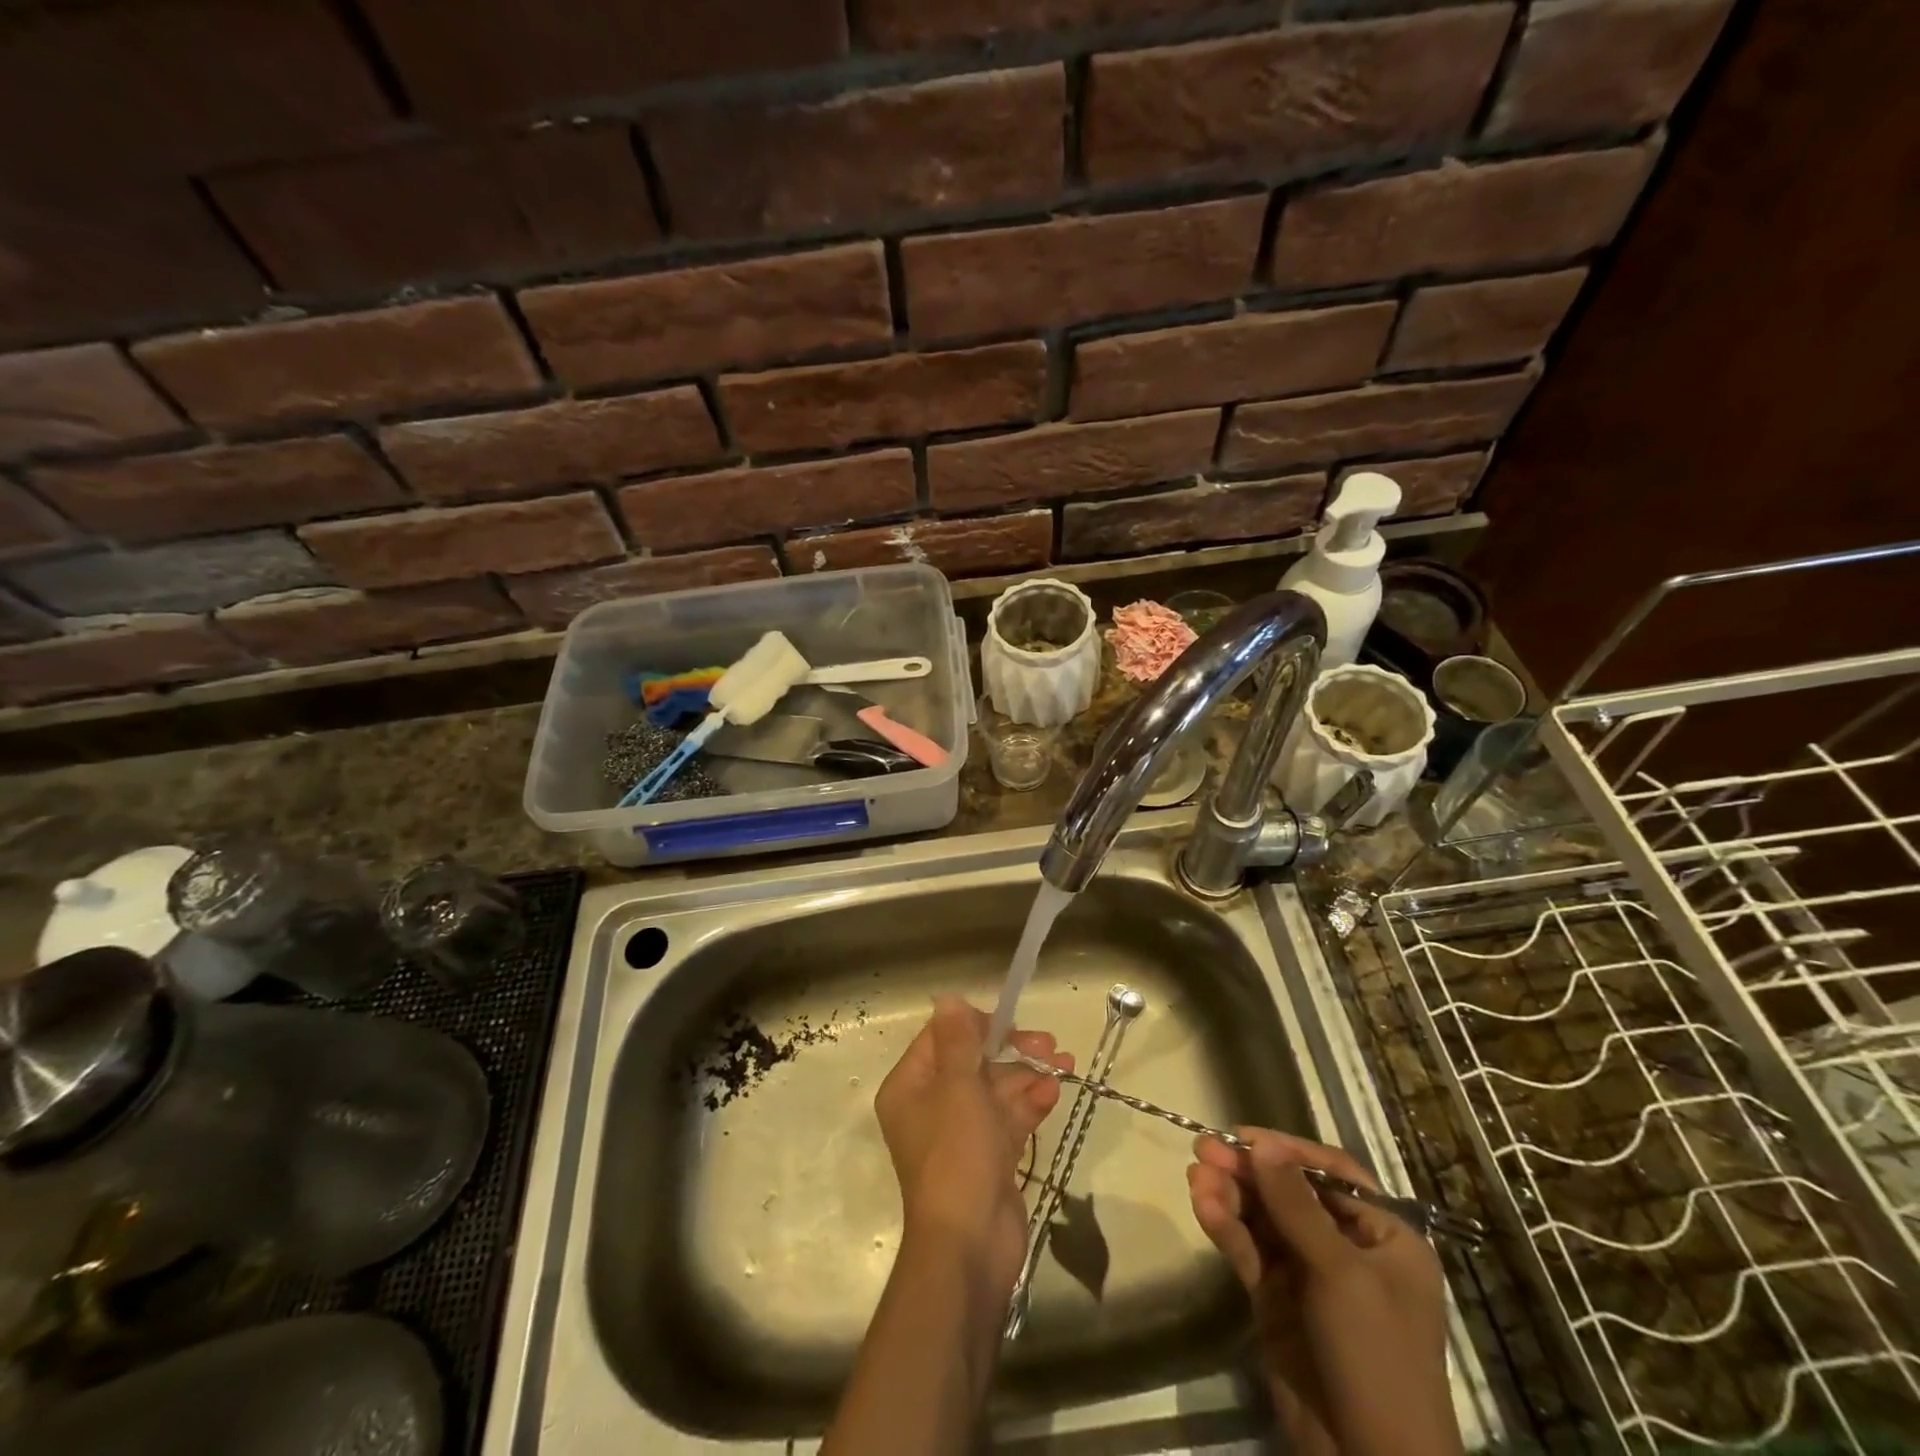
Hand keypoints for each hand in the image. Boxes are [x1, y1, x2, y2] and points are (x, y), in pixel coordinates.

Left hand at [875, 998, 1070, 1296]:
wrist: (970, 1245)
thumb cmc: (956, 1155)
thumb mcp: (957, 1087)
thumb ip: (958, 1041)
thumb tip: (948, 998)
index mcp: (911, 1087)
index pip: (941, 1038)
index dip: (976, 1025)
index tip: (1009, 1022)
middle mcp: (931, 1106)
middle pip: (973, 1062)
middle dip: (1011, 1050)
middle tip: (1048, 1044)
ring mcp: (961, 1134)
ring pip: (996, 1090)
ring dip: (1028, 1074)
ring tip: (1065, 1063)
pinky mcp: (988, 1157)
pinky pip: (1009, 1119)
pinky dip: (1030, 1103)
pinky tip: (1055, 1091)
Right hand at [1187, 1128, 1461, 1455]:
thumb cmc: (1376, 1358)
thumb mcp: (1341, 1274)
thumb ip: (1296, 1205)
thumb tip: (1261, 1143)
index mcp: (1384, 1237)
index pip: (1332, 1173)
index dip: (1288, 1150)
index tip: (1242, 1136)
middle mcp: (1347, 1248)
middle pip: (1289, 1192)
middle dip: (1248, 1171)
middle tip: (1203, 1149)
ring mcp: (1309, 1275)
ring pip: (1263, 1219)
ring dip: (1230, 1195)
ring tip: (1195, 1177)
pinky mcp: (1277, 1300)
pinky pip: (1249, 1251)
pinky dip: (1226, 1227)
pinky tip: (1203, 1207)